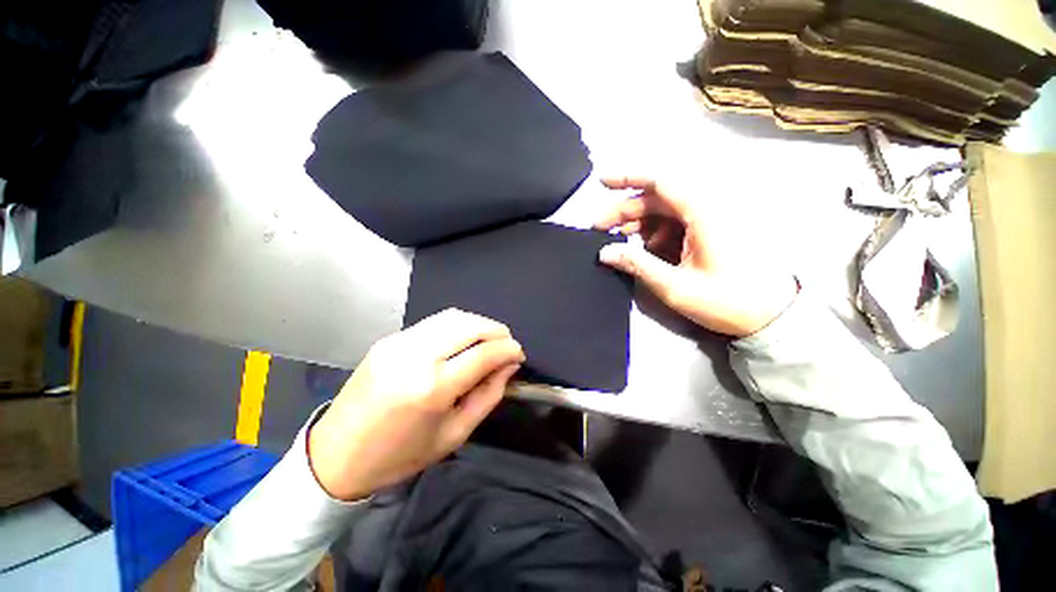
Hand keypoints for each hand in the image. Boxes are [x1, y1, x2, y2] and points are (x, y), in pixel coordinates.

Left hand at [308, 309, 523, 500]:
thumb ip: (488, 396)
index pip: (484, 353)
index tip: (519, 355)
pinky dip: (458, 325)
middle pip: (470, 325)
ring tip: (490, 340)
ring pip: (453, 317)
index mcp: (432, 388)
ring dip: (479, 323)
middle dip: (497, 331)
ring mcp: (399, 343)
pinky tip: (463, 339)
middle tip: (508, 344)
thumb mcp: (454, 434)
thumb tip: (508, 366)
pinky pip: (434, 322)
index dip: (509, 350)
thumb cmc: (400, 455)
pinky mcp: (389, 339)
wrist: (336, 456)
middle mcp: (415, 356)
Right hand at [595, 176, 796, 337]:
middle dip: (625, 210)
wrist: (770, 314)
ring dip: (638, 223)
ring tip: (620, 242)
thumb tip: (604, 252)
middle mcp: (707, 207)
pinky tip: (646, 249)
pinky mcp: (710, 229)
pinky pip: (675, 222)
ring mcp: (710, 218)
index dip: (628, 177)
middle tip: (600, 230)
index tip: (601, 183)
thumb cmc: (726, 300)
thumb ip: (637, 265)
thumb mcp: (675, 286)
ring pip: (664, 210)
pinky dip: (655, 232)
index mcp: (703, 213)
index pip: (661, 182)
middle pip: (657, 198)